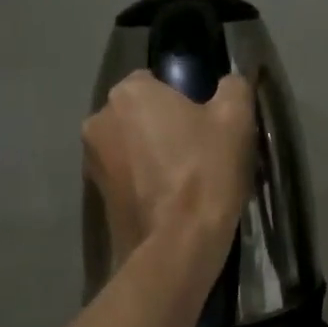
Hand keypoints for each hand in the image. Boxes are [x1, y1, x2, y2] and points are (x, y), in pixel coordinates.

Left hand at [83, 72, 255, 269]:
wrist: (178, 246)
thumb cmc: (205, 171)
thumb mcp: (235, 118)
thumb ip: (233, 87)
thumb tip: (229, 82)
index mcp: (128, 93)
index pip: (156, 81)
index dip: (184, 98)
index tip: (206, 122)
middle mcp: (99, 119)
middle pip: (140, 113)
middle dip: (164, 125)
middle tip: (200, 149)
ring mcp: (92, 160)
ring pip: (131, 145)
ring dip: (152, 154)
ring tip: (187, 179)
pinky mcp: (95, 196)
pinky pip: (126, 176)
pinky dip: (144, 181)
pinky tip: (171, 200)